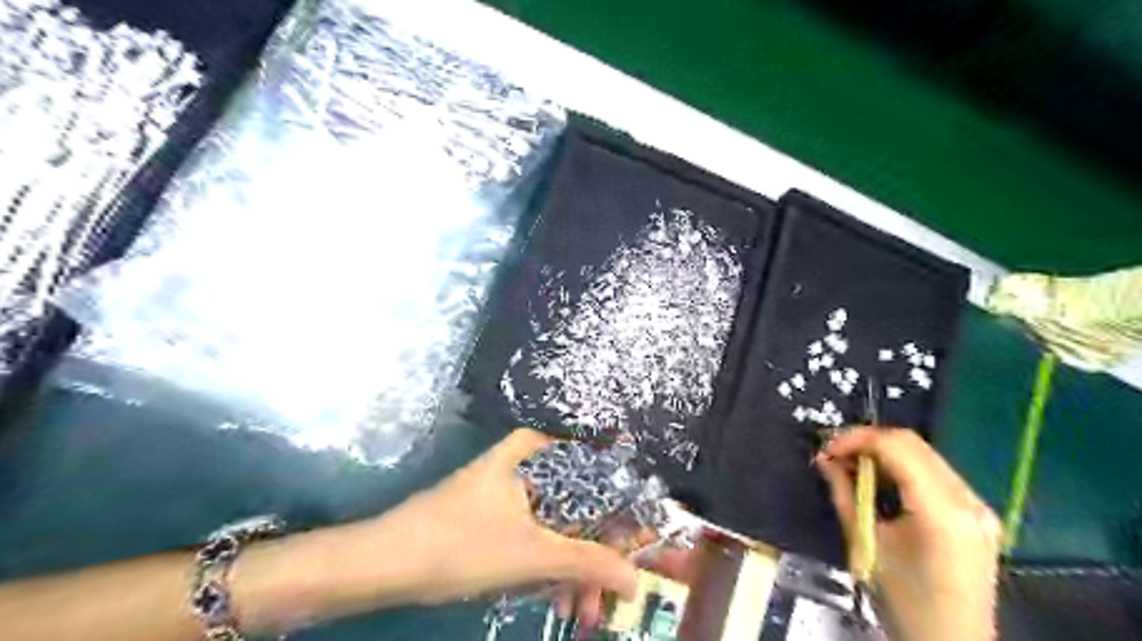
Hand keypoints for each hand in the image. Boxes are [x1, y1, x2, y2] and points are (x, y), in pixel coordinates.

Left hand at [362, 431, 639, 604]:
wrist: (387, 562)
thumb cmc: (463, 542)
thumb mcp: (533, 554)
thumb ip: (588, 563)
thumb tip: (635, 579)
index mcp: (536, 452)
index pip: (596, 471)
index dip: (623, 506)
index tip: (640, 539)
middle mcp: (527, 463)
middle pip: (579, 504)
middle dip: (597, 553)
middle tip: (611, 590)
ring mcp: (510, 489)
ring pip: (558, 525)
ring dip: (573, 567)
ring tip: (583, 610)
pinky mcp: (496, 514)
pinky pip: (536, 535)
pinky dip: (549, 566)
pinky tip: (556, 599)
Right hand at [823, 428, 1001, 639]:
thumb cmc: (904, 601)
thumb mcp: (866, 543)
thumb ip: (845, 494)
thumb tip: (825, 459)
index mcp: (941, 510)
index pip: (896, 447)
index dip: (856, 439)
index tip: (826, 449)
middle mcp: (967, 499)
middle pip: (912, 444)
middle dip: (868, 441)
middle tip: (835, 454)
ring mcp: (978, 506)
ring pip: (924, 454)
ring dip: (884, 452)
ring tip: (852, 466)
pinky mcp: (978, 514)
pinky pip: (935, 473)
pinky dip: (902, 468)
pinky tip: (881, 481)